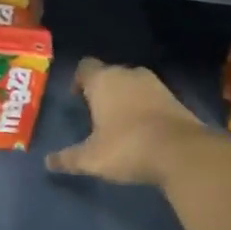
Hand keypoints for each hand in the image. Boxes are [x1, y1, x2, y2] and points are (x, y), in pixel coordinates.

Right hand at [46, 58, 206, 186]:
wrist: (182, 153)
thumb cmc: (127, 147)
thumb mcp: (91, 158)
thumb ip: (68, 158)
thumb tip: (48, 162)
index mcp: (104, 80)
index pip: (85, 67)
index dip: (78, 80)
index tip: (76, 98)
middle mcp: (129, 74)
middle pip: (110, 74)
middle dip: (102, 90)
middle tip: (95, 113)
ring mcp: (156, 84)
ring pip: (133, 85)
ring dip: (125, 98)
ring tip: (118, 123)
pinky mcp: (176, 98)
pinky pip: (152, 98)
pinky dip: (145, 109)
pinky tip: (142, 130)